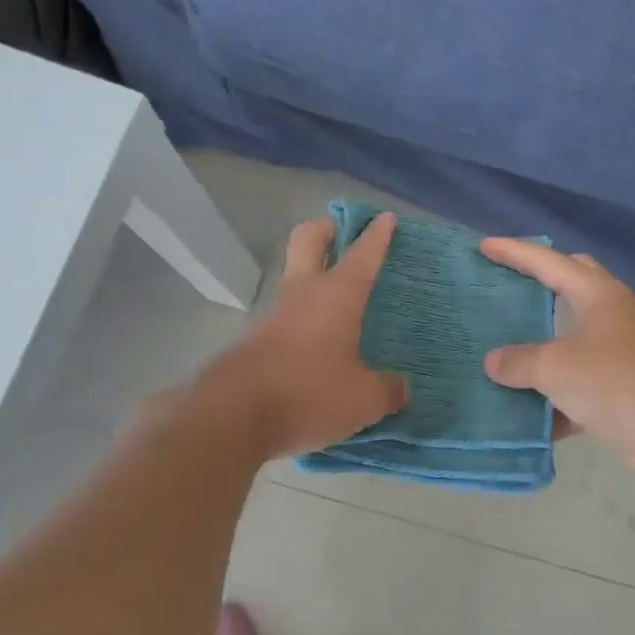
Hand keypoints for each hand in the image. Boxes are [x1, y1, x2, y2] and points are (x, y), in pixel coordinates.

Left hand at [201, 215, 409, 458]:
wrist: (234, 415)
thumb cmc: (310, 392)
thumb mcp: (364, 398)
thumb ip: (387, 390)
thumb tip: (400, 388)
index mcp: (338, 295)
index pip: (363, 254)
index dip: (377, 235)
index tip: (386, 219)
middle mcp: (304, 294)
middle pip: (309, 240)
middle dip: (328, 230)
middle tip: (345, 235)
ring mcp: (275, 315)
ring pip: (295, 280)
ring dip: (315, 281)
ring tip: (342, 305)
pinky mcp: (256, 341)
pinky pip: (287, 319)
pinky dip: (304, 321)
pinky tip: (320, 348)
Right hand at [479, 240, 634, 481]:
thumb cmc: (614, 381)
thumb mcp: (555, 367)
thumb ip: (519, 362)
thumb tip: (494, 362)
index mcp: (598, 295)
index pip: (549, 263)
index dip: (515, 252)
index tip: (485, 246)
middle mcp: (611, 318)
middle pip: (572, 288)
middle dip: (540, 285)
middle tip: (507, 286)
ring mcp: (619, 356)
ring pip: (571, 344)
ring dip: (542, 349)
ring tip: (504, 351)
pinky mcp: (622, 393)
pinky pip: (577, 391)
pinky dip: (552, 401)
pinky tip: (524, 415)